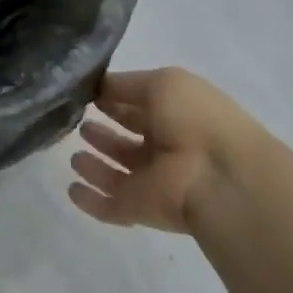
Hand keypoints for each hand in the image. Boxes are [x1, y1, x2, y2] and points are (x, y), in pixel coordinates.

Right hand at [69, 68, 255, 233]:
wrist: (220, 179)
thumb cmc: (196, 120)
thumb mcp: (163, 83)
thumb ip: (126, 84)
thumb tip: (98, 88)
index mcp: (176, 116)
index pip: (139, 108)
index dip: (114, 101)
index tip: (86, 96)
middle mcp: (165, 150)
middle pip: (127, 143)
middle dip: (103, 135)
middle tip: (79, 125)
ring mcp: (152, 183)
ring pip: (116, 175)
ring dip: (95, 167)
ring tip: (73, 156)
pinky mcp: (138, 209)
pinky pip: (109, 207)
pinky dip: (90, 201)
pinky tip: (72, 189)